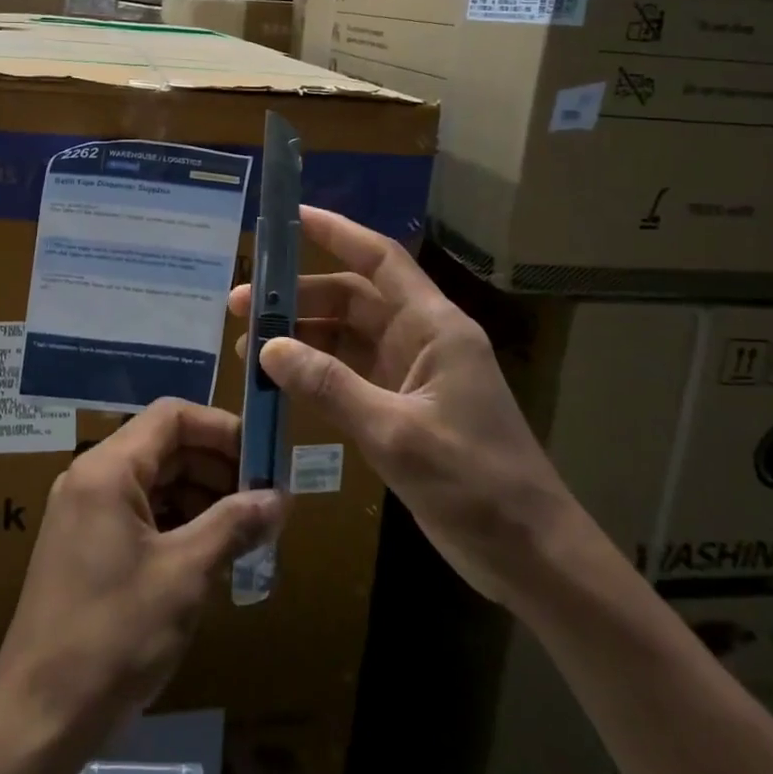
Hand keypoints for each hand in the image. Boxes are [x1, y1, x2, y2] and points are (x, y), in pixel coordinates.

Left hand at [0, 398, 285, 759]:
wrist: (37, 719)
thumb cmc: (114, 635)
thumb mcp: (185, 576)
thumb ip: (233, 525)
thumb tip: (280, 498)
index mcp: (108, 469)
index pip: (172, 416)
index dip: (222, 429)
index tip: (264, 459)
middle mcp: (92, 477)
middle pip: (165, 447)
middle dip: (217, 469)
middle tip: (264, 503)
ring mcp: (85, 512)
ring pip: (154, 482)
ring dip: (201, 499)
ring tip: (245, 534)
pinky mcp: (84, 546)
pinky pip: (139, 514)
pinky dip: (177, 525)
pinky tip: (209, 557)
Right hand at [228, 207, 577, 601]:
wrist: (531, 555)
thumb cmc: (476, 484)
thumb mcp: (397, 433)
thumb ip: (331, 387)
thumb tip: (269, 347)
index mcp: (433, 327)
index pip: (379, 260)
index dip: (336, 232)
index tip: (287, 218)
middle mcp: (420, 339)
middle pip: (351, 298)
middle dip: (297, 296)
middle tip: (241, 306)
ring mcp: (409, 375)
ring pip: (345, 337)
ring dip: (300, 337)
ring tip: (247, 348)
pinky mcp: (400, 409)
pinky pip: (347, 375)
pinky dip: (314, 373)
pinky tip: (278, 383)